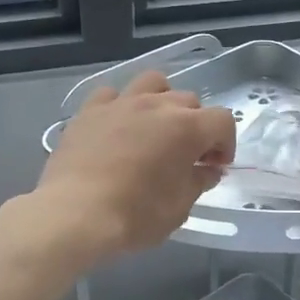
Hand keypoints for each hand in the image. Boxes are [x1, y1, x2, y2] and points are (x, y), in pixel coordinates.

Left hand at [35, 70, 236, 261]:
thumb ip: (198, 182)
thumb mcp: (179, 208)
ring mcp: (121, 103)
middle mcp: (157, 105)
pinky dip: (121, 105)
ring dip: (162, 101)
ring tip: (155, 126)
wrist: (74, 214)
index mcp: (187, 128)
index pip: (222, 121)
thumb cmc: (135, 216)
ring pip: (153, 83)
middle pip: (189, 101)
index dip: (225, 144)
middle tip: (186, 154)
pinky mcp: (89, 110)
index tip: (214, 166)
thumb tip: (207, 170)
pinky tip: (117, 126)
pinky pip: (112, 95)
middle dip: (195, 125)